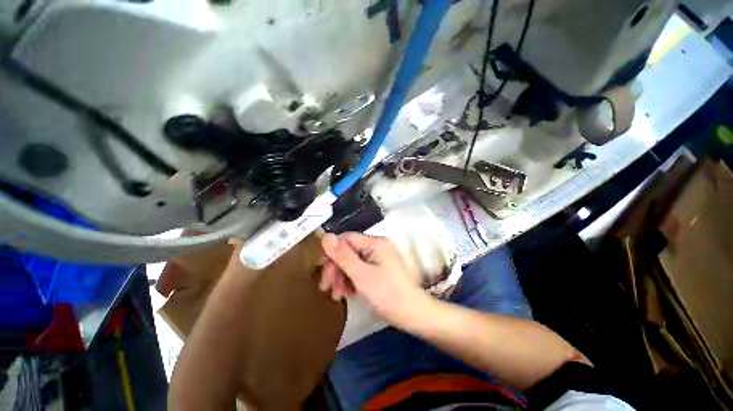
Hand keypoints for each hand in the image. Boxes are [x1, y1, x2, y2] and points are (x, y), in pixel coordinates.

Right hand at [319, 232, 427, 326]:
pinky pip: (360, 269)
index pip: (346, 239)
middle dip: (336, 269)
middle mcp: (378, 246)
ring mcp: (380, 257)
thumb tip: (325, 235)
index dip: (332, 254)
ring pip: (352, 261)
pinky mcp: (380, 268)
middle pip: (348, 251)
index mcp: (376, 242)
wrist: (413, 315)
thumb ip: (342, 256)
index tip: (323, 273)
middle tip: (327, 288)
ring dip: (342, 277)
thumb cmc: (387, 294)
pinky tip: (348, 293)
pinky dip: (352, 280)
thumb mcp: (361, 275)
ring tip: (338, 295)